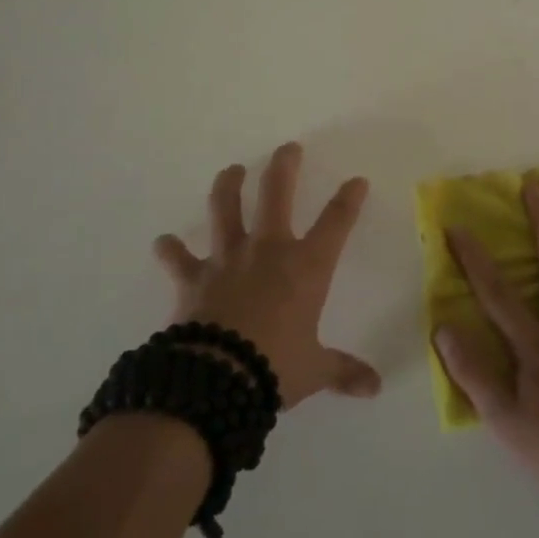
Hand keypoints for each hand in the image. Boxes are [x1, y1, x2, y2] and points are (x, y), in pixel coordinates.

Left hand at [153, 143, 381, 408]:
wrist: (217, 380)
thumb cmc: (276, 367)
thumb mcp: (315, 370)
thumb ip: (343, 371)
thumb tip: (375, 389)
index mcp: (306, 267)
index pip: (336, 222)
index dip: (348, 199)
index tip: (356, 180)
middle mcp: (268, 251)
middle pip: (276, 195)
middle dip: (284, 167)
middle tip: (287, 148)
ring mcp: (228, 260)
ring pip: (226, 210)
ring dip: (228, 187)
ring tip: (231, 170)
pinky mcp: (194, 279)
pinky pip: (179, 259)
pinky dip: (170, 250)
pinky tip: (163, 242)